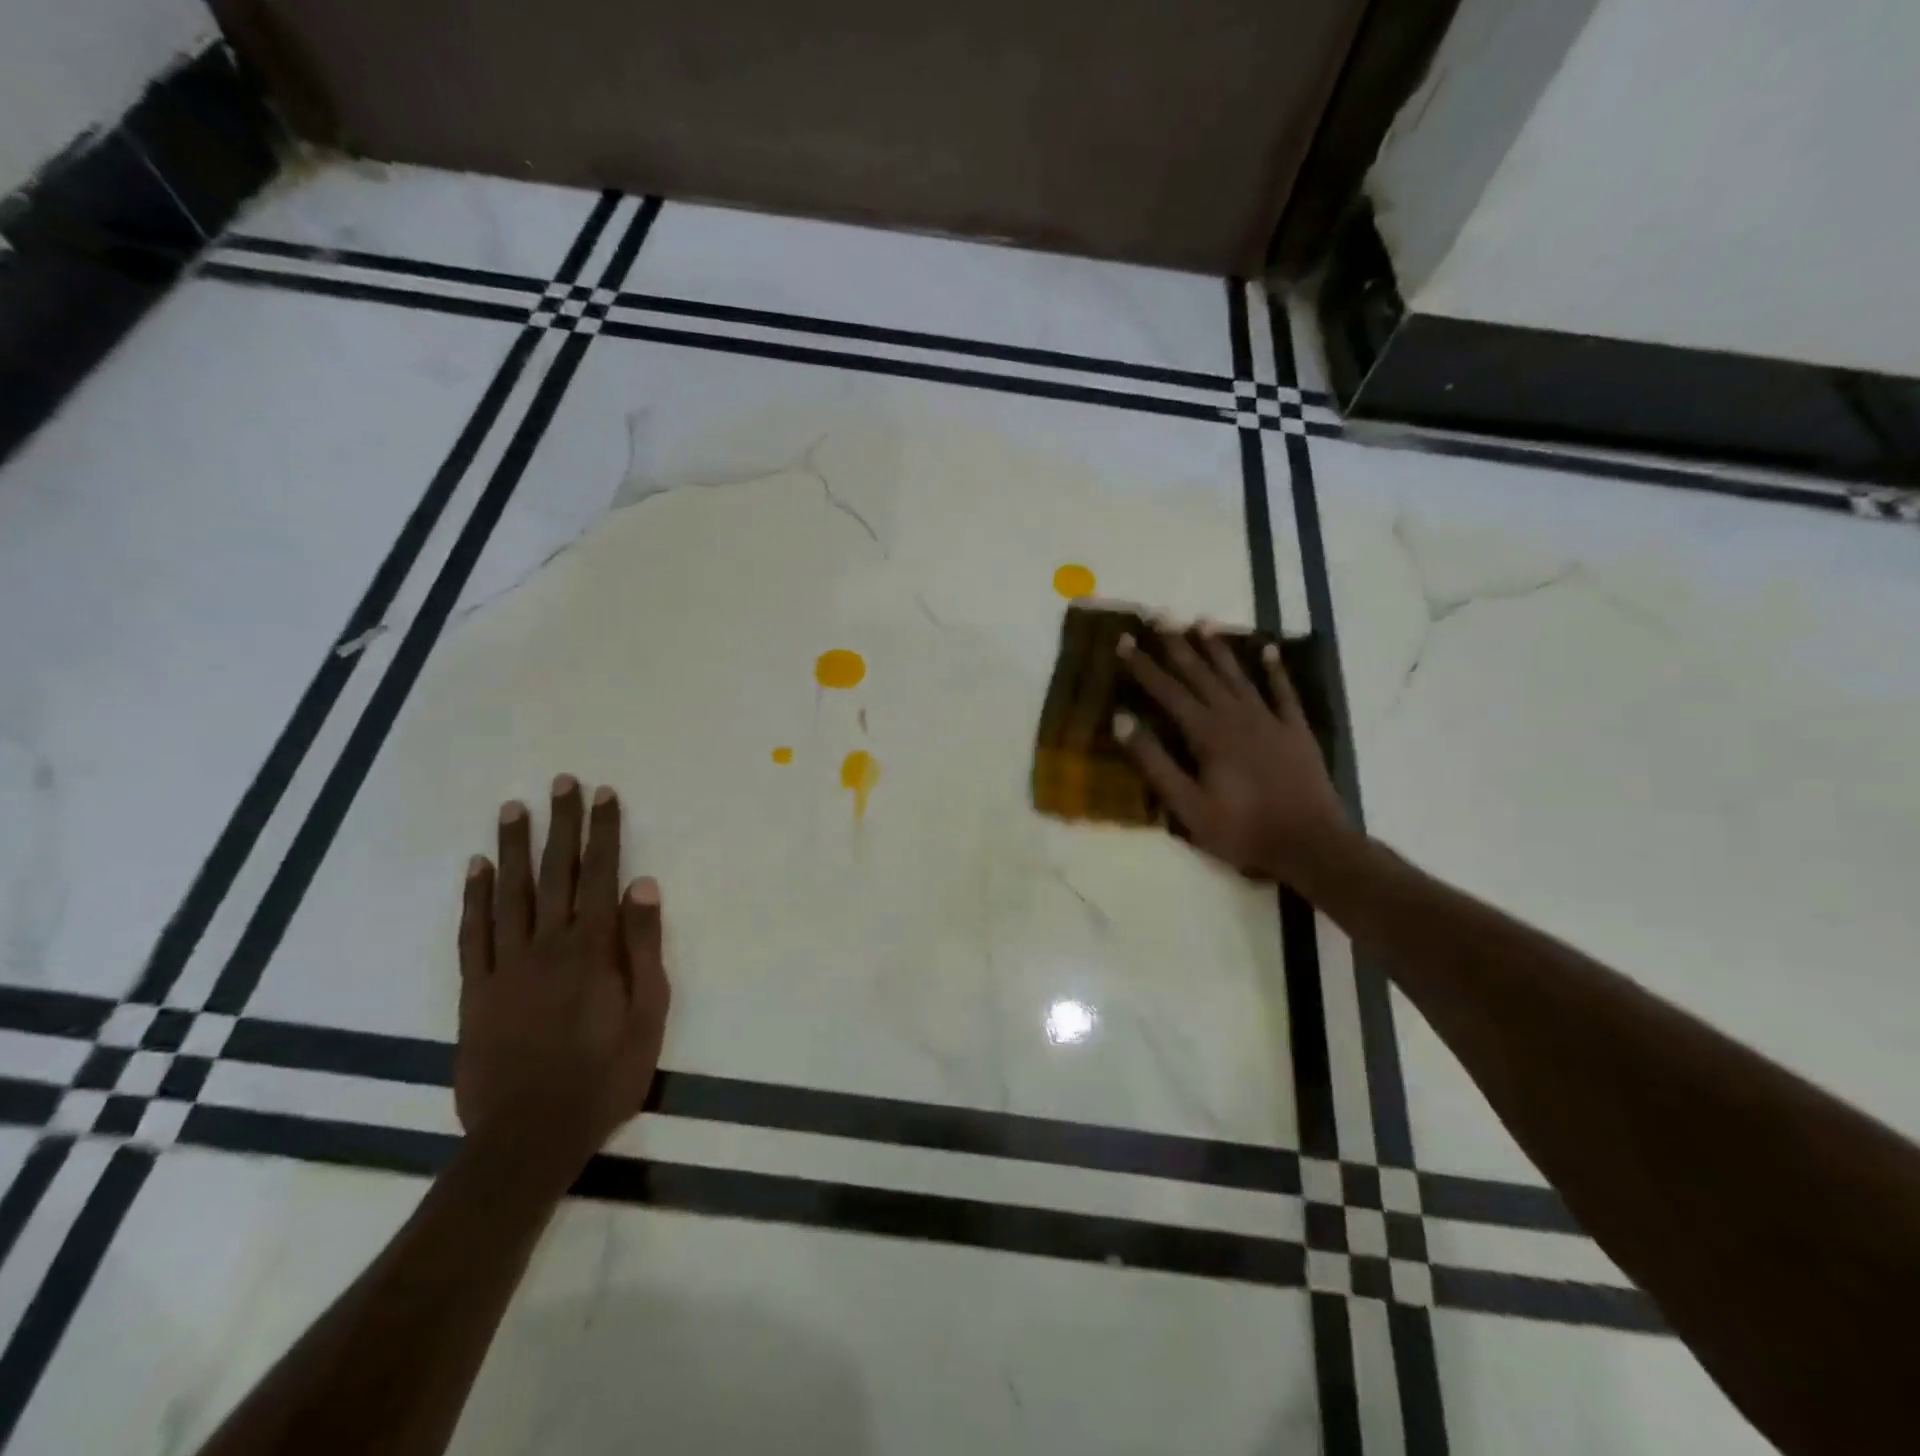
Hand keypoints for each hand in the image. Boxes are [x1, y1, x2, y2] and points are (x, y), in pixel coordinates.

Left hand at [456, 775, 670, 1179]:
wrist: (530, 1136)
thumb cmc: (605, 1075)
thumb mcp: (649, 1013)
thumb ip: (645, 946)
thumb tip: (642, 884)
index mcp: (594, 948)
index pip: (601, 874)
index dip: (603, 831)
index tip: (603, 794)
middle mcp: (548, 944)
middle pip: (555, 872)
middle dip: (561, 824)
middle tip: (561, 781)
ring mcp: (506, 965)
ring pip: (509, 892)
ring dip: (513, 847)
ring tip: (514, 807)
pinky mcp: (476, 990)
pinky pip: (473, 933)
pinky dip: (473, 897)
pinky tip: (475, 868)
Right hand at [1116, 623, 1352, 885]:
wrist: (1310, 845)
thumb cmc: (1241, 830)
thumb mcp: (1186, 805)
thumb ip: (1154, 761)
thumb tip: (1122, 720)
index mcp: (1206, 734)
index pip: (1167, 691)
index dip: (1143, 666)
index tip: (1123, 640)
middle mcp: (1236, 716)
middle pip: (1200, 674)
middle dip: (1176, 646)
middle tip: (1159, 617)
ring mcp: (1269, 720)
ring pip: (1238, 675)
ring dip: (1218, 649)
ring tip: (1202, 622)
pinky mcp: (1295, 731)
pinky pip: (1283, 692)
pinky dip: (1274, 670)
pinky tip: (1267, 650)